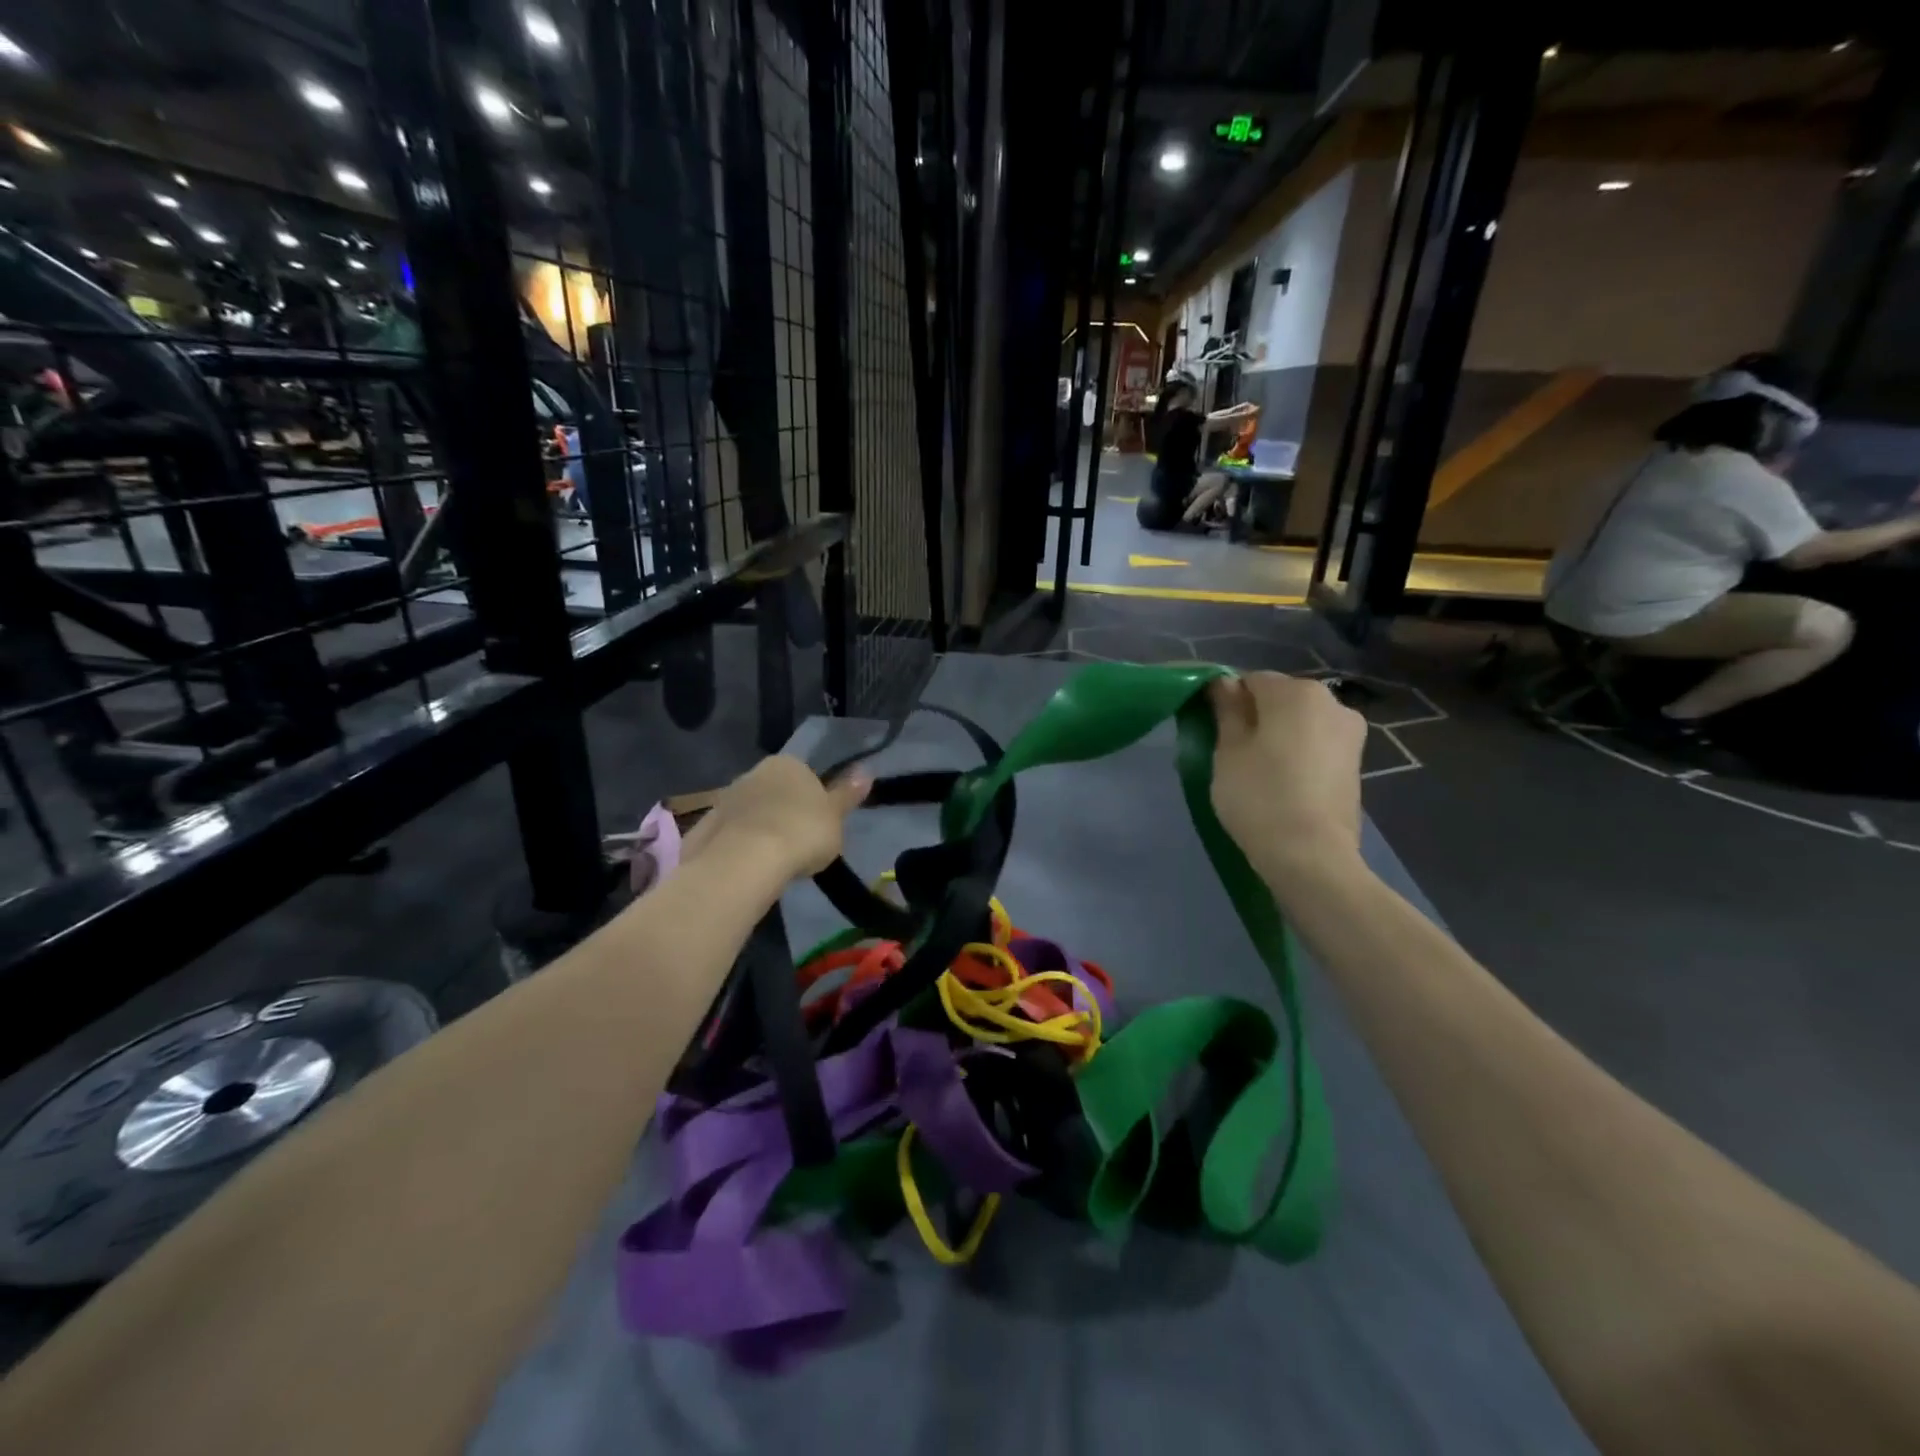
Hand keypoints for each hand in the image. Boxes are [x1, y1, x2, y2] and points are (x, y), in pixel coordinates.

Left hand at [680, 755, 870, 879]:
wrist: (745, 860)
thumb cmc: (802, 833)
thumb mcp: (835, 817)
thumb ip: (847, 795)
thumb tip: (866, 771)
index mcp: (788, 764)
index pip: (805, 775)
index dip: (813, 801)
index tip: (818, 826)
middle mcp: (754, 773)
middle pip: (775, 792)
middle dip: (784, 813)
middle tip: (798, 845)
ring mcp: (726, 798)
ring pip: (751, 812)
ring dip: (761, 829)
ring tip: (773, 862)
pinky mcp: (705, 826)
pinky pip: (730, 834)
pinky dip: (739, 846)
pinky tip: (748, 868)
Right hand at [1207, 673, 1366, 881]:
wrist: (1311, 855)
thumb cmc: (1259, 795)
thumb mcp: (1228, 750)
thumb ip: (1227, 710)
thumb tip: (1224, 683)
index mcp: (1297, 692)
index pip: (1251, 679)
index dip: (1227, 700)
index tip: (1213, 728)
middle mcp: (1332, 702)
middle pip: (1280, 698)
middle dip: (1256, 715)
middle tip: (1231, 751)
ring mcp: (1350, 733)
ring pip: (1300, 722)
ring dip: (1278, 735)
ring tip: (1257, 769)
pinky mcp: (1356, 762)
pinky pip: (1316, 744)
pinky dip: (1298, 753)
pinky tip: (1282, 781)